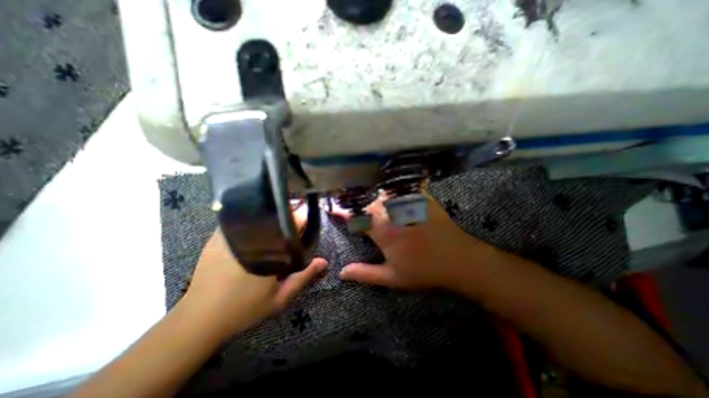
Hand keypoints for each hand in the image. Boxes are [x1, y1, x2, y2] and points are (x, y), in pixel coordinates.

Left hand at [182, 204, 326, 336]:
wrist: (199, 318)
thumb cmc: (244, 309)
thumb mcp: (280, 297)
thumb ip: (304, 277)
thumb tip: (324, 261)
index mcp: (269, 249)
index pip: (292, 222)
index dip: (303, 216)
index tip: (310, 216)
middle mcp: (251, 236)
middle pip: (275, 212)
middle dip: (288, 212)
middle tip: (294, 221)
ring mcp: (232, 233)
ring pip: (257, 212)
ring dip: (271, 213)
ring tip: (278, 220)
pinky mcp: (217, 236)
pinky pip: (240, 218)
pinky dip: (252, 217)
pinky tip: (257, 226)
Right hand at [338, 193, 493, 288]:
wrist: (459, 260)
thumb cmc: (424, 271)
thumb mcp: (392, 278)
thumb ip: (365, 273)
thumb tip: (342, 273)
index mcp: (383, 232)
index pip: (355, 218)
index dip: (341, 213)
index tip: (332, 209)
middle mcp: (392, 213)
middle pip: (367, 203)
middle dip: (356, 205)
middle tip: (351, 207)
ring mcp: (407, 203)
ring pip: (382, 194)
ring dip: (371, 196)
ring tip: (366, 199)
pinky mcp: (420, 198)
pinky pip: (400, 189)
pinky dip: (390, 190)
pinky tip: (388, 192)